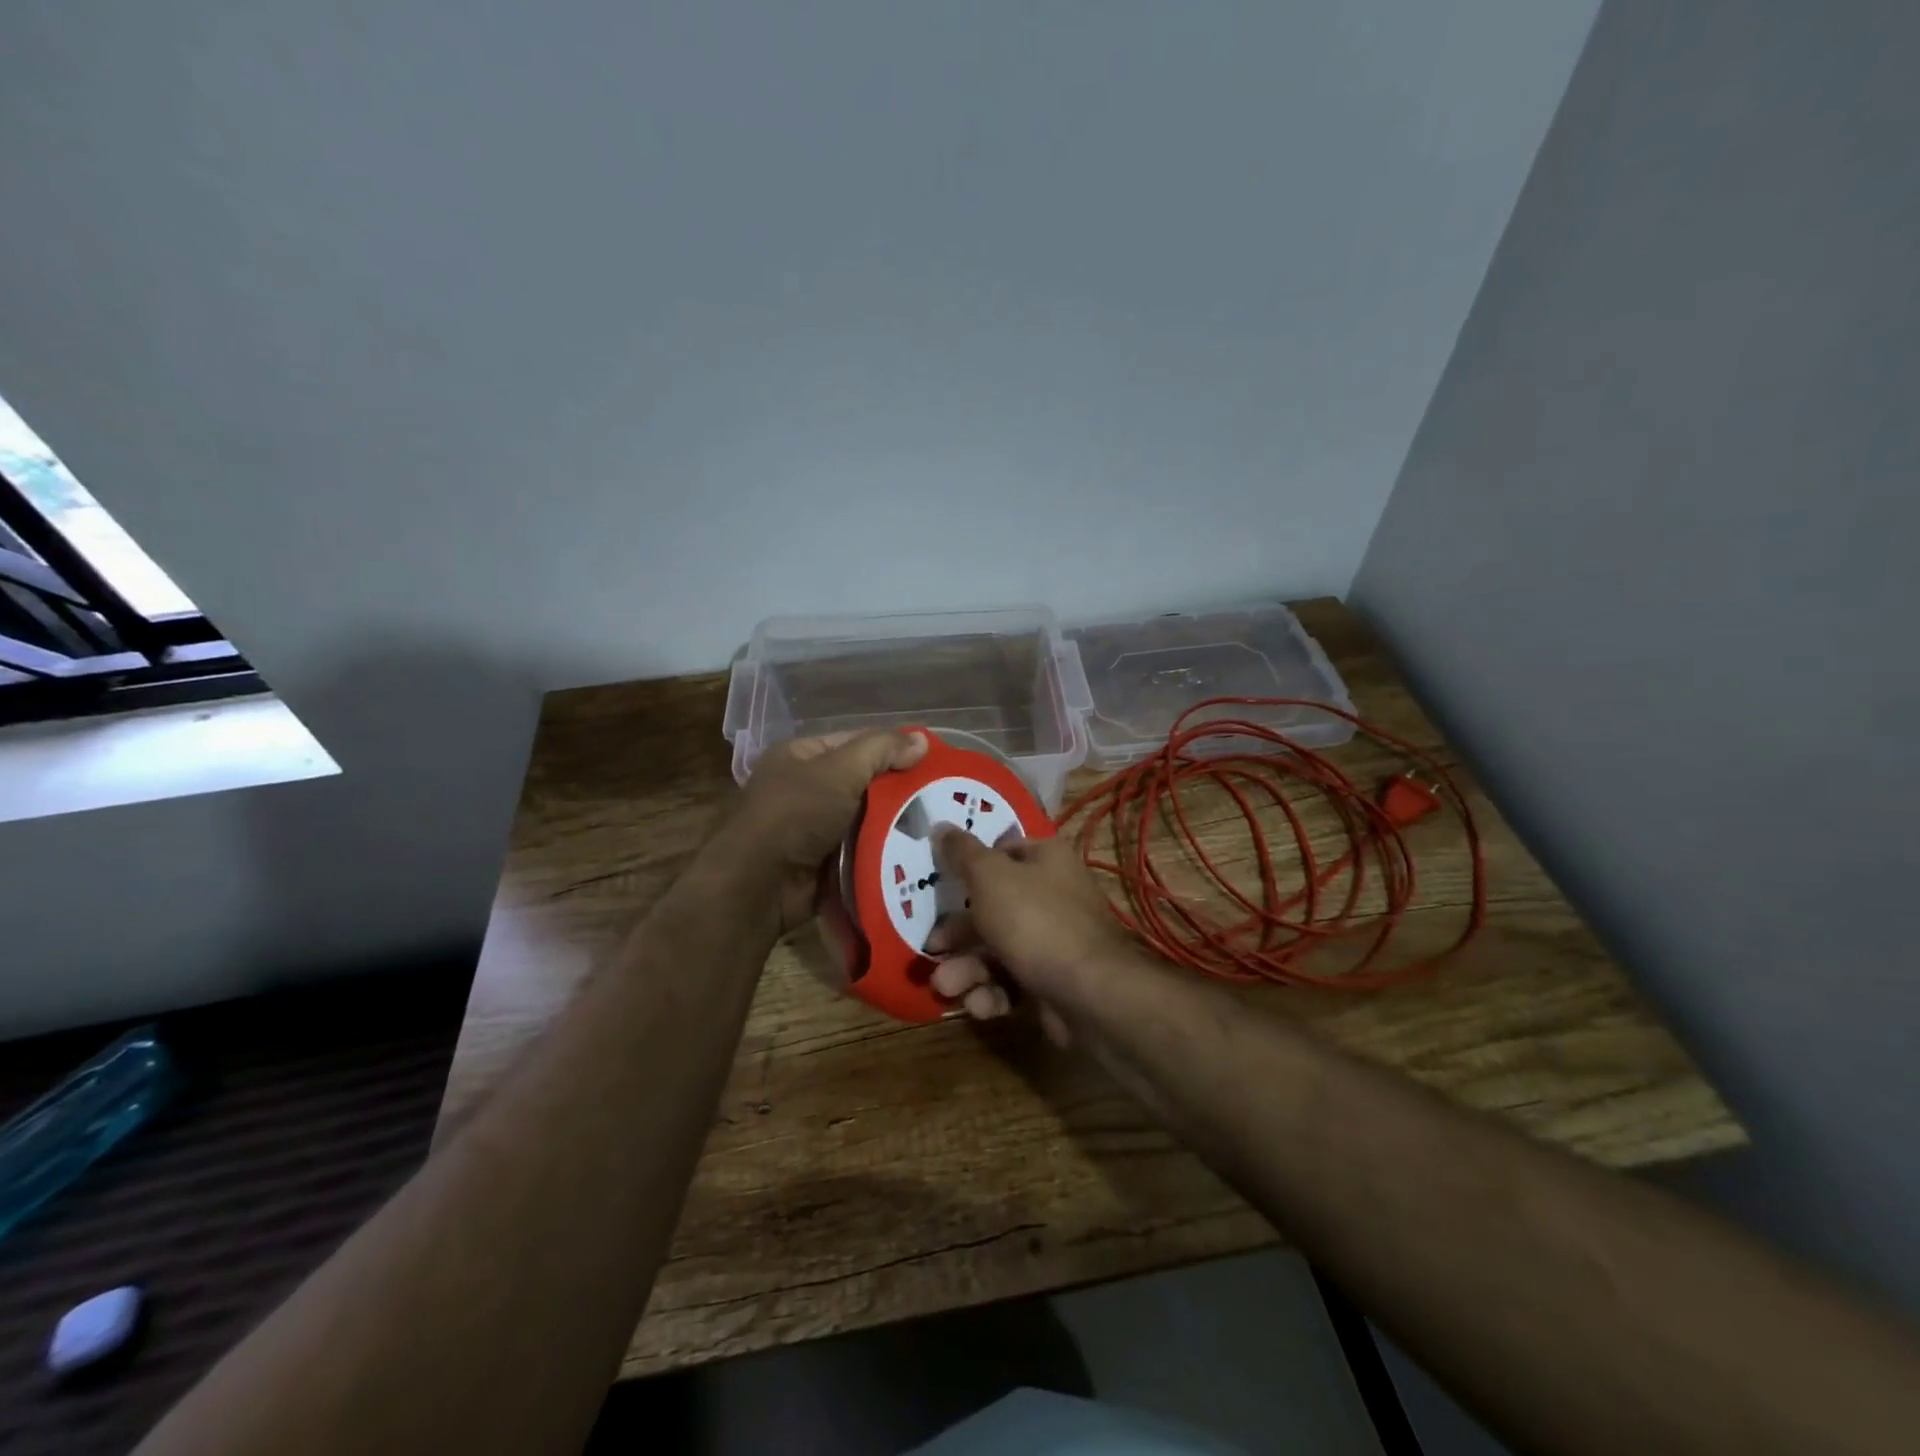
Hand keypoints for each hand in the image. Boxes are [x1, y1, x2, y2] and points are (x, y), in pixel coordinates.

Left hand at [728, 729, 927, 932]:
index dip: (894, 749)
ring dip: (896, 825)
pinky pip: (862, 851)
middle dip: (900, 791)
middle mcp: (806, 788)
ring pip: (867, 820)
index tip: (934, 762)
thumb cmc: (795, 815)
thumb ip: (881, 750)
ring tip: (939, 827)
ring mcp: (814, 828)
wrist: (758, 886)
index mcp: (802, 756)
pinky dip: (884, 852)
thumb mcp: (839, 770)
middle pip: (865, 783)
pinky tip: (919, 854)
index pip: (858, 744)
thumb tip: (922, 740)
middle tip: (943, 798)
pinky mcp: (824, 863)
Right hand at [924, 826, 1137, 1044]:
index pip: (1002, 852)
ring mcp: (1054, 940)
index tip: (939, 883)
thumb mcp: (990, 877)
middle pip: (992, 907)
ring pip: (996, 949)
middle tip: (932, 948)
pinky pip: (1012, 980)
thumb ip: (962, 853)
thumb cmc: (1035, 921)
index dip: (969, 866)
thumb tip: (940, 825)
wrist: (1090, 993)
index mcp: (1046, 859)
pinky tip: (982, 1004)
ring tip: (947, 986)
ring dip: (966, 969)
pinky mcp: (1051, 980)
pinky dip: (992, 992)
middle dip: (958, 933)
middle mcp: (1053, 895)